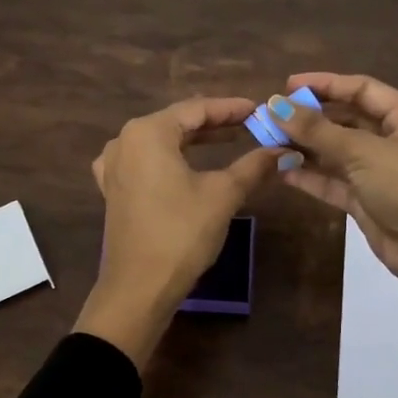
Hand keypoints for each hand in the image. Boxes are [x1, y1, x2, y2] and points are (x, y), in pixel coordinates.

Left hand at [74, 96, 286, 366]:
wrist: (139, 288)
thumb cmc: (181, 233)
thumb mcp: (223, 195)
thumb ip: (253, 166)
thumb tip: (284, 151)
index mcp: (147, 132)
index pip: (196, 109)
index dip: (230, 109)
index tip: (259, 109)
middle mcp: (124, 141)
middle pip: (176, 122)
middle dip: (213, 124)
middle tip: (249, 125)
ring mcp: (114, 166)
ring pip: (161, 143)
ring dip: (193, 142)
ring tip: (227, 141)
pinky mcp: (114, 190)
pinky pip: (146, 163)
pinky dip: (171, 160)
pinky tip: (186, 166)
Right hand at [262, 72, 397, 283]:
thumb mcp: (361, 150)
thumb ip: (316, 129)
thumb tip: (275, 106)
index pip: (362, 89)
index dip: (325, 84)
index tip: (288, 86)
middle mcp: (395, 139)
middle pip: (347, 120)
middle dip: (311, 118)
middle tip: (274, 117)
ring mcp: (380, 172)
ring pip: (337, 152)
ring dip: (306, 147)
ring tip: (270, 142)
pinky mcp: (366, 200)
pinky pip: (334, 181)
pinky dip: (311, 175)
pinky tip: (282, 170)